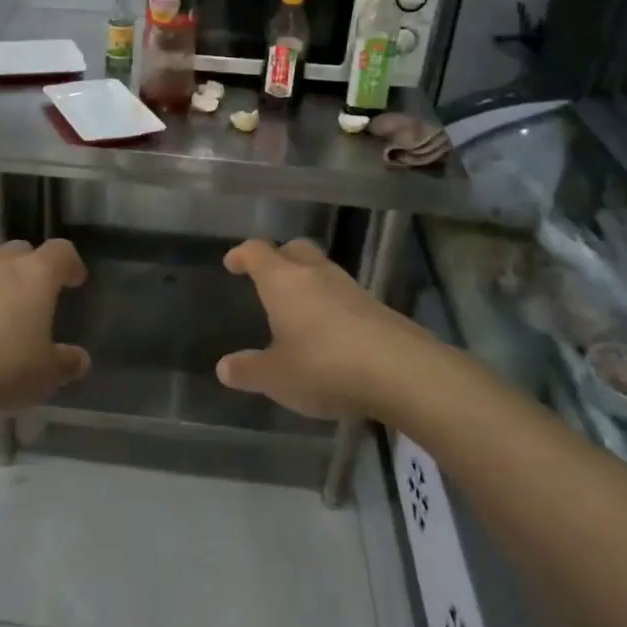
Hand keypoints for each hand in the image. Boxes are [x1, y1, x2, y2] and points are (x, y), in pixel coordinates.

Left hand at [0, 239, 89, 416]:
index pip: (61, 251)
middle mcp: (1, 265)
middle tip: (37, 296)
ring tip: (3, 317)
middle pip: (22, 251)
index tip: (75, 281)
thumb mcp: (46, 374)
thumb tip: (79, 358)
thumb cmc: (3, 366)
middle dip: (32, 267)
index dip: (71, 263)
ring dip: (0, 285)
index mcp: (36, 275)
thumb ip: (66, 363)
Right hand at [216, 238, 434, 419]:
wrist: (402, 372)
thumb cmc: (324, 366)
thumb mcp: (277, 377)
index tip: (232, 263)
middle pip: (295, 249)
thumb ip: (249, 370)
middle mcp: (316, 274)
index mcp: (283, 281)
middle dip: (278, 258)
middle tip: (267, 277)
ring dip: (307, 283)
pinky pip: (344, 296)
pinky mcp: (377, 308)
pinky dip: (331, 305)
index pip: (257, 252)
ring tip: (297, 310)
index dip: (242, 254)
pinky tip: (329, 333)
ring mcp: (351, 288)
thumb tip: (224, 367)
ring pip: (322, 271)